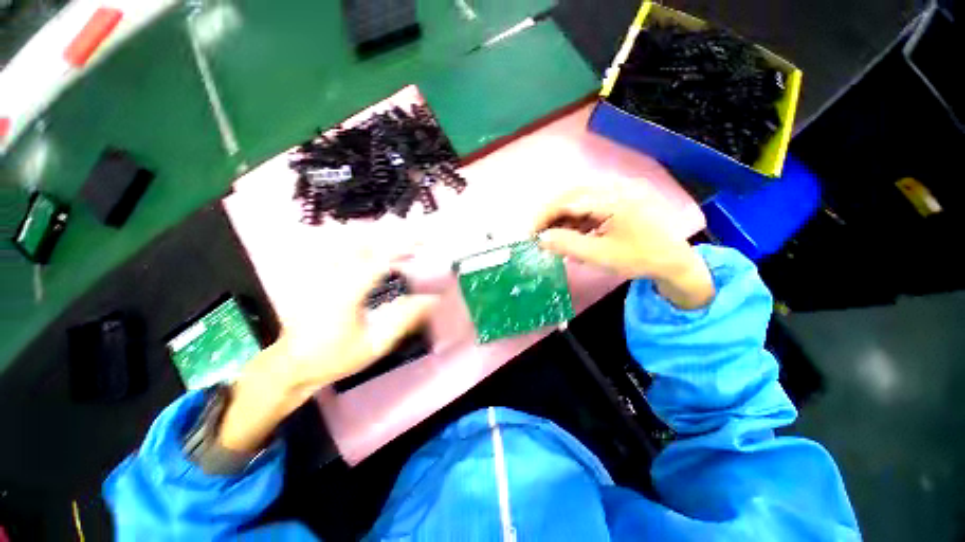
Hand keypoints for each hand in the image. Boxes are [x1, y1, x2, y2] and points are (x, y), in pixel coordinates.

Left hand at [218, 256, 437, 452]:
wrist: (290, 365)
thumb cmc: (335, 357)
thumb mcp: (375, 344)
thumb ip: (404, 319)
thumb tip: (431, 299)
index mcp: (347, 292)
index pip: (380, 259)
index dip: (404, 246)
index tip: (423, 242)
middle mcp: (332, 276)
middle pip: (365, 242)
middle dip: (393, 238)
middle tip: (415, 243)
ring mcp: (320, 273)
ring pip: (350, 242)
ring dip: (377, 239)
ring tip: (398, 246)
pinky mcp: (315, 276)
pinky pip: (337, 250)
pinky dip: (358, 245)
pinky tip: (370, 250)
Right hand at [532, 185, 714, 309]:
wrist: (675, 260)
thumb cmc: (640, 259)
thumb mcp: (601, 256)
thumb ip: (568, 245)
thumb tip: (541, 238)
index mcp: (614, 198)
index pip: (568, 201)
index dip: (545, 215)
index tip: (530, 233)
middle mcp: (615, 186)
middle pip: (571, 194)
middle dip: (551, 215)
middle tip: (538, 234)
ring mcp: (618, 190)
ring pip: (578, 198)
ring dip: (562, 217)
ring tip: (553, 236)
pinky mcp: (618, 197)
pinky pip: (589, 203)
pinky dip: (575, 218)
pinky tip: (571, 232)